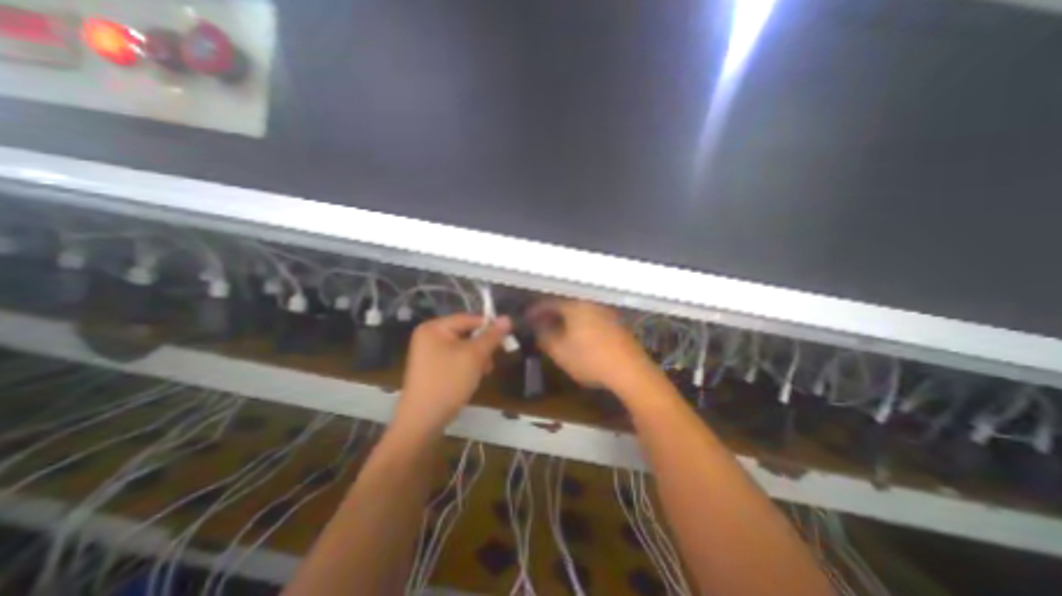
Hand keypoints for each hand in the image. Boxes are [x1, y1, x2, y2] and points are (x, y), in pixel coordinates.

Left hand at [397, 311, 513, 432]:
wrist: (423, 420)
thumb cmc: (449, 381)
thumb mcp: (474, 356)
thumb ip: (491, 336)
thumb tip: (507, 318)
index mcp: (434, 328)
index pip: (468, 319)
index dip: (489, 326)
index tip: (507, 336)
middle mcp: (429, 336)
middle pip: (465, 333)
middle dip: (482, 346)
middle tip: (495, 357)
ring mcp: (428, 353)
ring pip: (463, 347)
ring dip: (477, 357)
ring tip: (485, 371)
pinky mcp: (432, 368)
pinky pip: (455, 359)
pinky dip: (468, 365)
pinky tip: (475, 377)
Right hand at [528, 303, 660, 394]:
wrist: (630, 371)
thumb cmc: (590, 359)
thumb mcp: (559, 351)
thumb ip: (544, 336)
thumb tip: (537, 327)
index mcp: (574, 306)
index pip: (549, 302)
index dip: (535, 310)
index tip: (526, 318)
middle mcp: (590, 303)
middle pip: (564, 304)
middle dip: (550, 313)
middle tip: (539, 324)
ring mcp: (605, 312)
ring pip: (578, 310)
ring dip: (564, 318)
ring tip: (556, 330)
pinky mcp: (615, 322)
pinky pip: (589, 317)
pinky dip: (578, 323)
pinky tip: (576, 335)